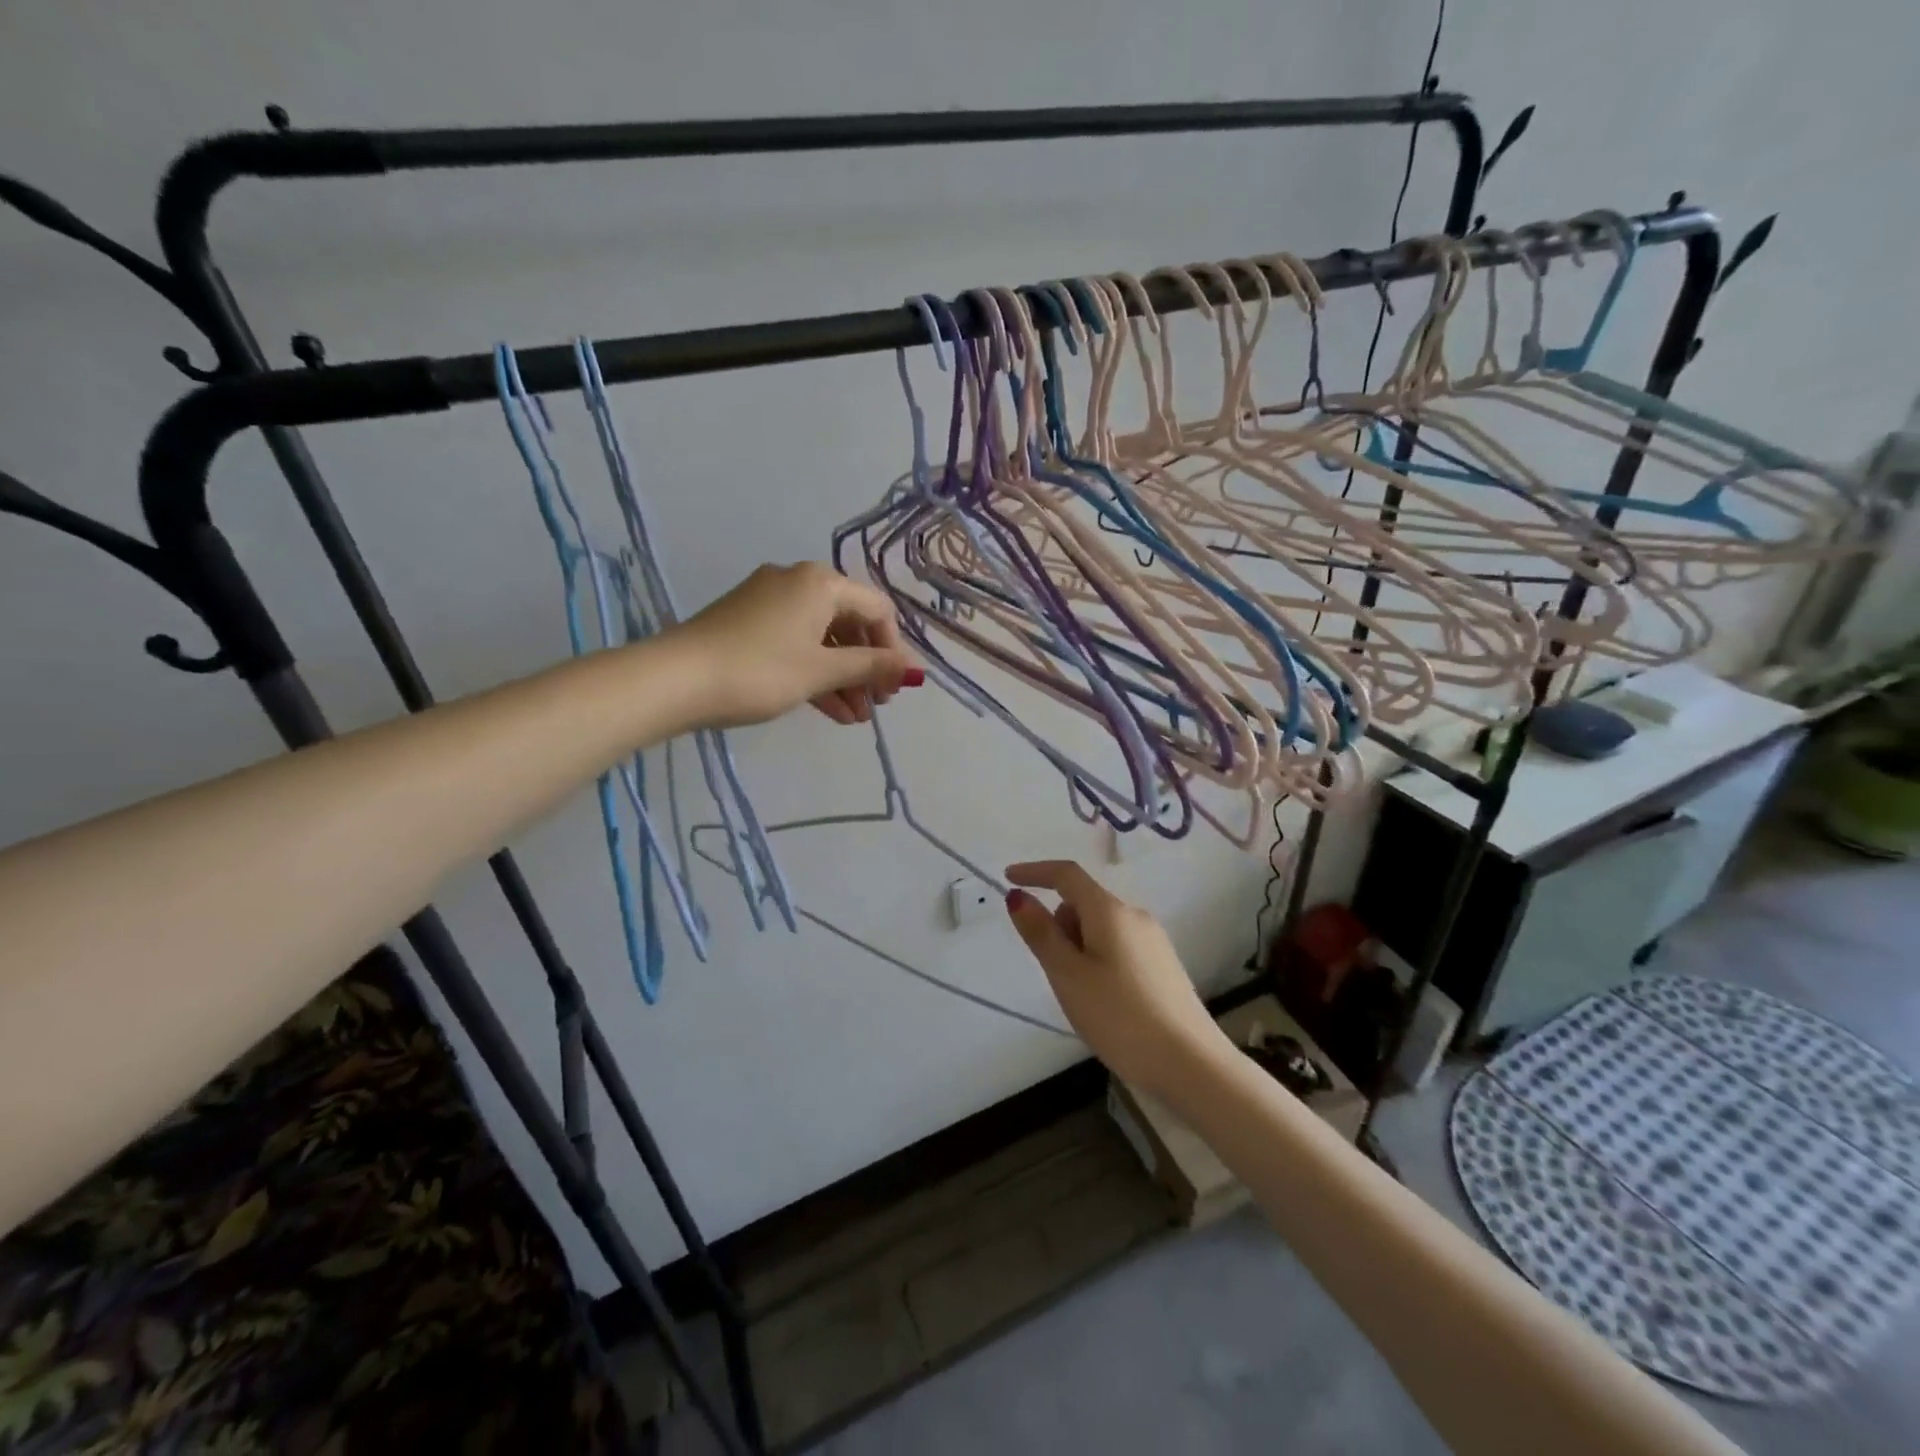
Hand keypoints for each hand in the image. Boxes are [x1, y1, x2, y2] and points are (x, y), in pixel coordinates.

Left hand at [670, 562, 921, 727]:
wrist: (675, 680)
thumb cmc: (760, 671)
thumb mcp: (822, 671)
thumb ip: (871, 668)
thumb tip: (915, 670)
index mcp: (820, 582)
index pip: (876, 609)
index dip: (893, 649)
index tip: (895, 688)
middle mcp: (797, 582)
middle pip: (849, 623)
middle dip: (866, 667)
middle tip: (876, 705)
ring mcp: (769, 602)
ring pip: (822, 638)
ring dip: (842, 677)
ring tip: (855, 719)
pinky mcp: (749, 623)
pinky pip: (796, 643)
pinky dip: (814, 672)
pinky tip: (830, 710)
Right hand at [1003, 860, 1227, 1096]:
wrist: (1191, 1065)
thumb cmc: (1120, 1016)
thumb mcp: (1068, 975)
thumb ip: (1041, 933)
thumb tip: (1018, 896)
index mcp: (1110, 911)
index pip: (1067, 875)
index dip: (1035, 872)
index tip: (1007, 878)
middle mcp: (1135, 916)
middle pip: (1083, 902)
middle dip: (1058, 925)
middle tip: (1054, 972)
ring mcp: (1153, 941)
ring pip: (1100, 928)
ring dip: (1078, 947)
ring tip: (1081, 996)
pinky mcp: (1163, 966)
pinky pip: (1118, 947)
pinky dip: (1098, 961)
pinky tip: (1105, 1002)